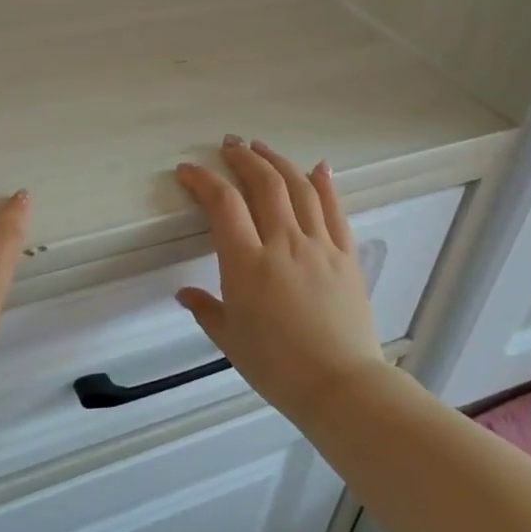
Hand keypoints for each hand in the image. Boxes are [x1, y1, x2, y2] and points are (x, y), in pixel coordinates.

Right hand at [174, 137, 385, 428]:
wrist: (341, 386)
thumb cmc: (277, 367)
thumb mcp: (230, 340)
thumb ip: (206, 309)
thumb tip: (184, 294)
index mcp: (248, 264)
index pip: (223, 204)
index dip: (203, 180)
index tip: (188, 170)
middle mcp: (284, 244)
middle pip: (264, 184)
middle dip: (243, 158)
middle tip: (229, 145)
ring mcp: (320, 246)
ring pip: (300, 188)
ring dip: (278, 162)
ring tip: (262, 148)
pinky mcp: (346, 256)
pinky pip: (336, 211)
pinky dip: (325, 184)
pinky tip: (318, 167)